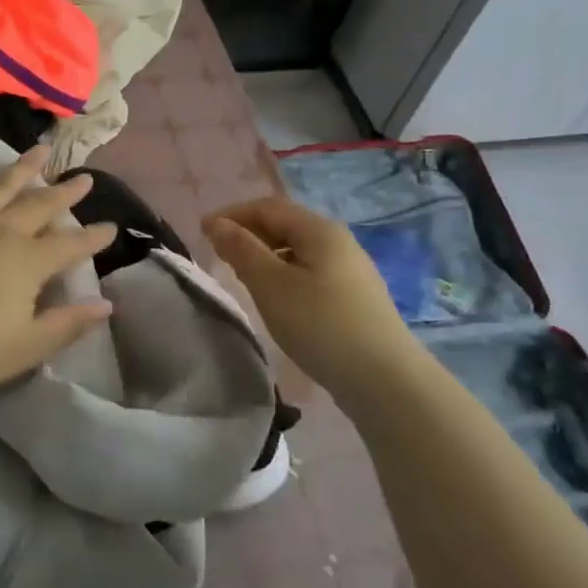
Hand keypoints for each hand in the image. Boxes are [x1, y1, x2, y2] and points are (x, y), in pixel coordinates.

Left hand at [0, 135, 117, 402]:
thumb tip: (106, 305)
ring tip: (41, 148)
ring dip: (22, 167)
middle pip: (39, 208)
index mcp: (28, 263)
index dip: (94, 238)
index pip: (71, 247)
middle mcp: (0, 232)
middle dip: (64, 194)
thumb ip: (68, 324)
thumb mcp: (26, 348)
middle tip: (84, 178)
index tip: (112, 227)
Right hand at [203, 196, 422, 392]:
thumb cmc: (320, 324)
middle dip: (248, 232)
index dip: (232, 214)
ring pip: (298, 249)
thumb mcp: (271, 285)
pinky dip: (283, 272)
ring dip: (265, 254)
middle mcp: (339, 241)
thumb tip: (217, 223)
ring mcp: (351, 269)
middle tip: (218, 253)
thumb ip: (241, 250)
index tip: (201, 231)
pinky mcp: (354, 297)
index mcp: (319, 230)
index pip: (268, 207)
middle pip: (285, 224)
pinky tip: (276, 296)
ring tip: (241, 275)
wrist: (385, 380)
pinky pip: (310, 271)